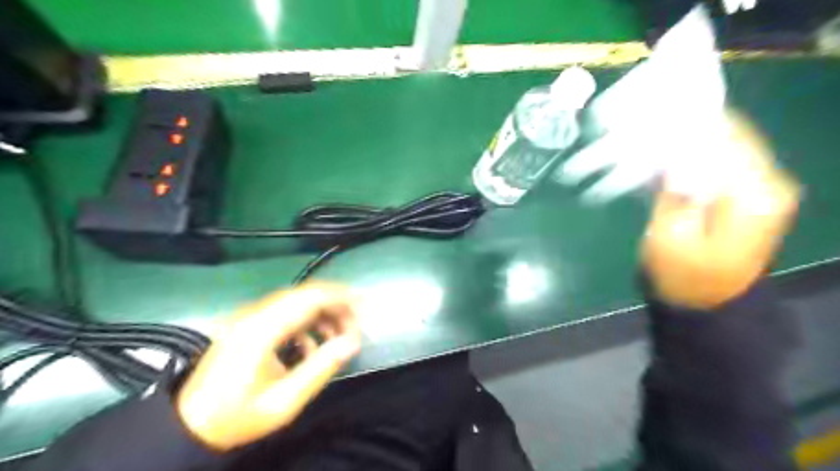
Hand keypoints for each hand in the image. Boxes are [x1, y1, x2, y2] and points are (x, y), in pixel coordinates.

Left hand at [178, 282, 361, 449]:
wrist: (188, 426)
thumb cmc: (237, 416)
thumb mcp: (284, 400)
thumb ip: (321, 368)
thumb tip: (352, 342)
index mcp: (261, 330)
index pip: (309, 298)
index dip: (340, 297)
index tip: (364, 305)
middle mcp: (254, 315)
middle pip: (304, 295)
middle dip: (335, 306)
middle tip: (355, 326)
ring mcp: (248, 318)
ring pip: (295, 302)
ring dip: (322, 314)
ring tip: (339, 336)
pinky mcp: (247, 325)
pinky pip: (284, 314)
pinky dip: (305, 323)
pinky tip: (312, 346)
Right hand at [644, 110, 798, 308]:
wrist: (706, 302)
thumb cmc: (683, 275)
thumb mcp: (670, 235)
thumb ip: (675, 190)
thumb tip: (675, 151)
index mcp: (755, 194)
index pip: (726, 137)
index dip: (688, 123)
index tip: (653, 117)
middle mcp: (770, 182)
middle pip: (731, 135)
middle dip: (689, 127)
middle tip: (648, 124)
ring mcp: (763, 187)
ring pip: (727, 144)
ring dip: (692, 139)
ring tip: (654, 136)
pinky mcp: (750, 193)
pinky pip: (724, 160)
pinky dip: (697, 153)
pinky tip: (670, 155)